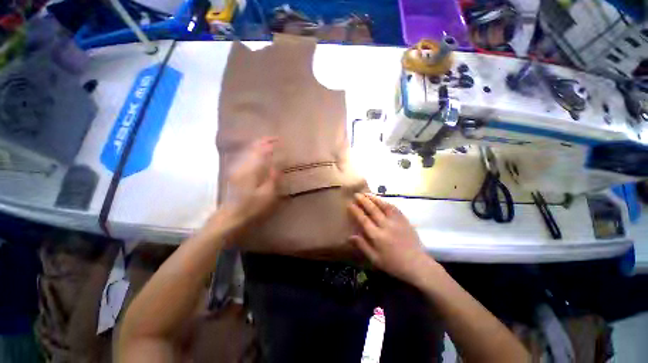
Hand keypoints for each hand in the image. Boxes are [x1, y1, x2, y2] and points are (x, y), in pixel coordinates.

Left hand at [221, 137, 278, 226]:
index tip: (278, 139)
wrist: (231, 217)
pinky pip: (245, 158)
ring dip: (257, 146)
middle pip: (252, 148)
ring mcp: (237, 169)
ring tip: (266, 143)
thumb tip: (276, 165)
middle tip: (273, 138)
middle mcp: (242, 166)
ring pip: (247, 152)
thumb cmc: (252, 207)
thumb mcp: (267, 194)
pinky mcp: (235, 174)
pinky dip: (252, 153)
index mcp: (251, 170)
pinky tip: (255, 154)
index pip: (260, 151)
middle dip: (262, 142)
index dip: (269, 143)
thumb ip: (272, 178)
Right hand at [348, 193, 435, 283]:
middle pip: (372, 210)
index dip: (356, 211)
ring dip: (374, 198)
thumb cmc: (393, 264)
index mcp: (377, 236)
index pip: (364, 220)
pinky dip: (386, 202)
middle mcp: (386, 226)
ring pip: (383, 206)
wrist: (417, 264)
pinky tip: (381, 200)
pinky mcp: (404, 220)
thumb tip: (350, 236)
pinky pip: (394, 208)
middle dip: (363, 201)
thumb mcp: (375, 259)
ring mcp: (396, 222)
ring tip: (366, 193)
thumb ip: (362, 246)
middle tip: (356, 194)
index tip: (350, 204)